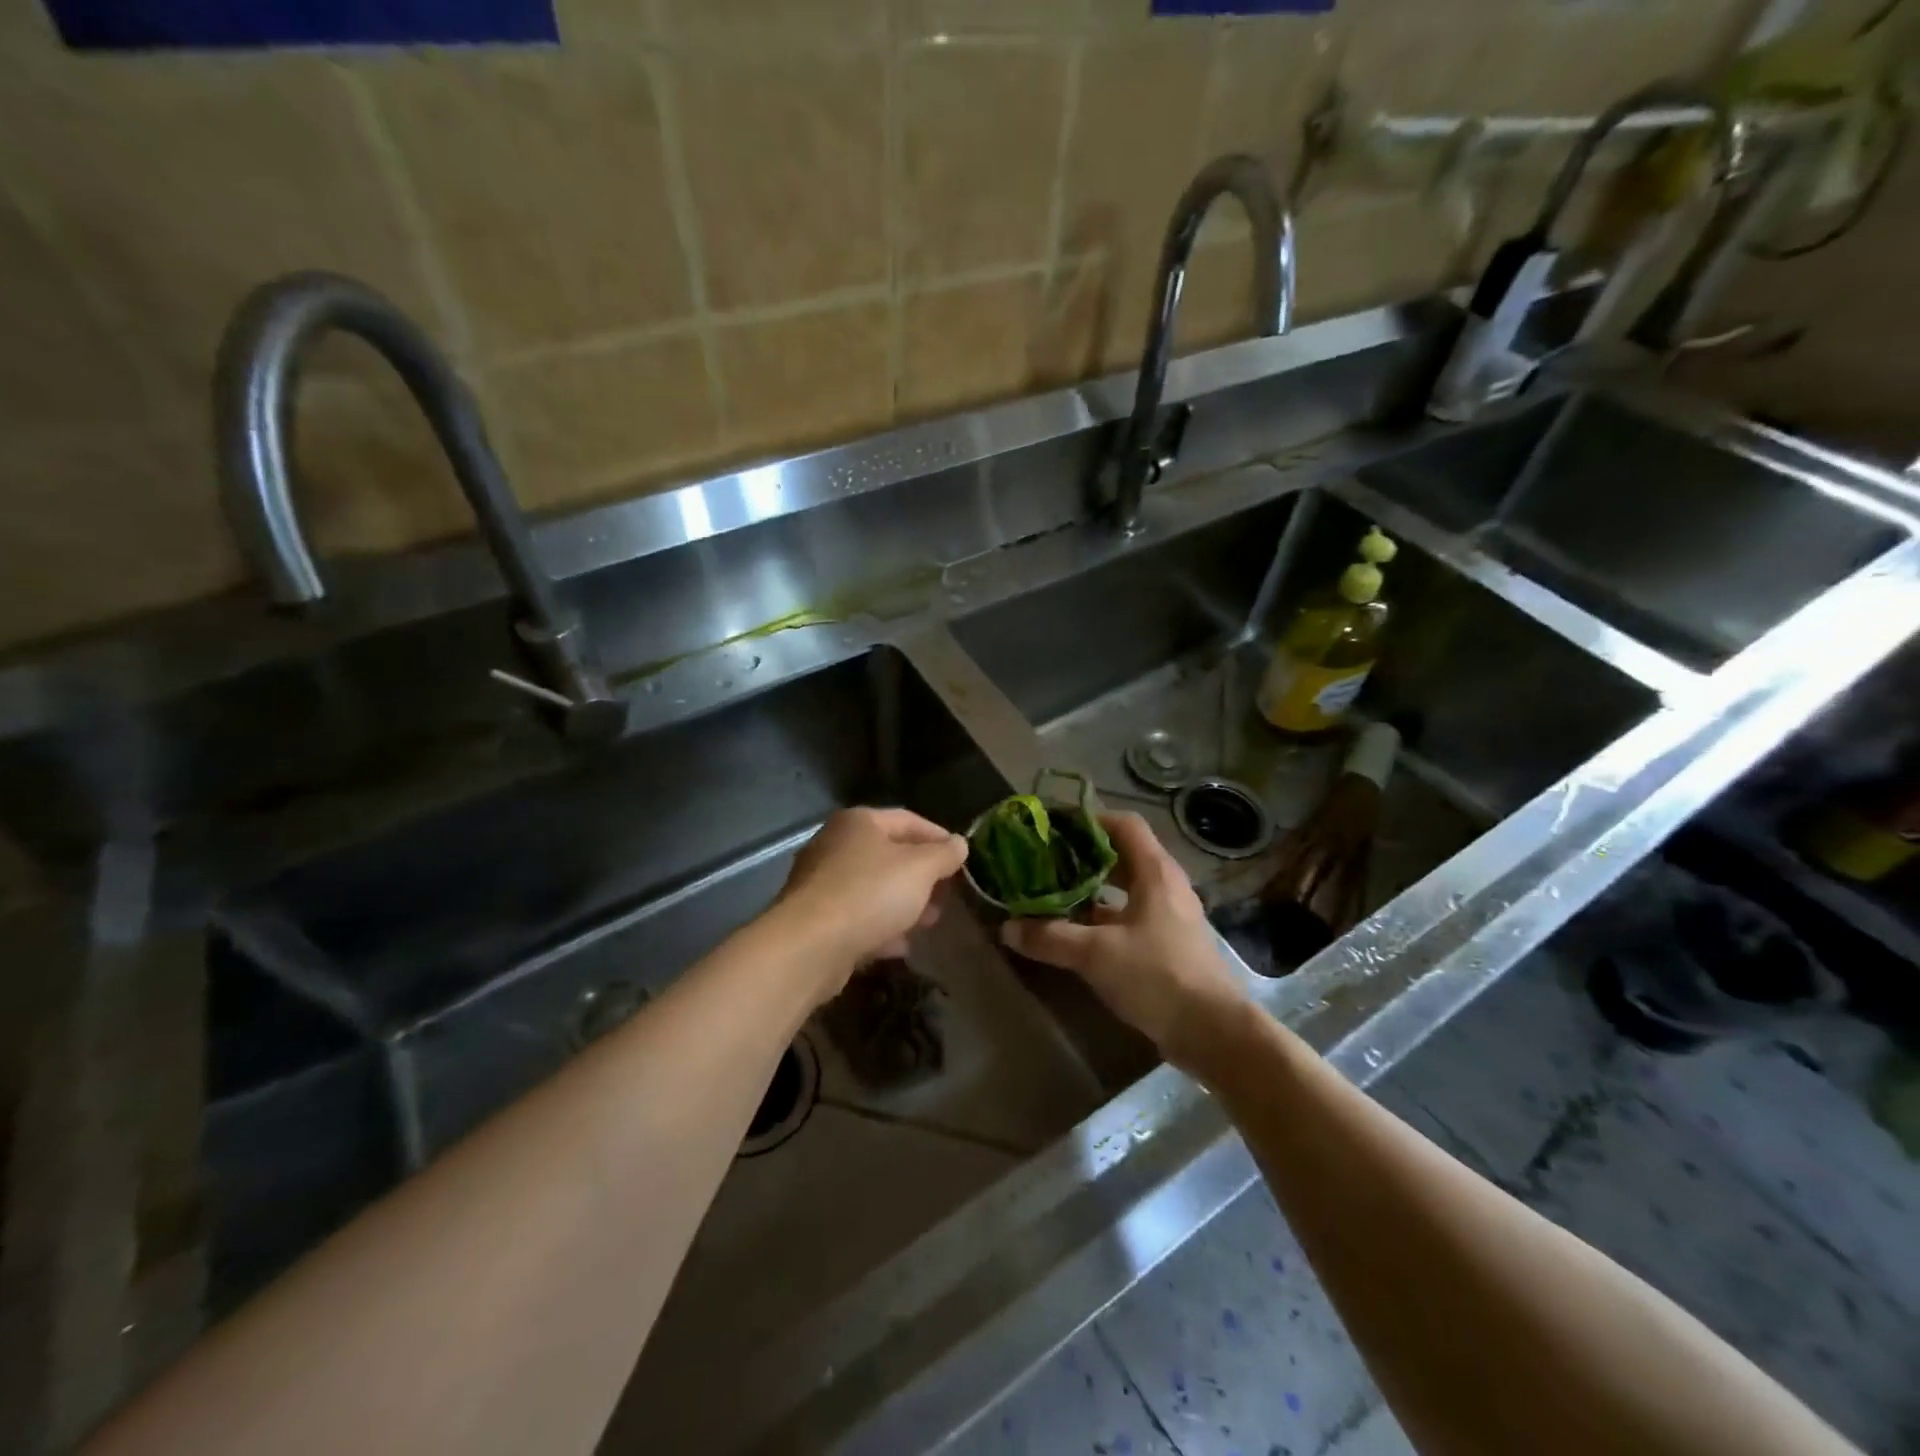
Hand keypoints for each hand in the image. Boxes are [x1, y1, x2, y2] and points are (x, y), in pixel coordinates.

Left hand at [774, 807, 969, 998]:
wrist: (810, 945)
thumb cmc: (870, 893)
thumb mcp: (920, 869)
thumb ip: (944, 854)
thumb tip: (959, 844)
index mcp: (859, 822)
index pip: (908, 820)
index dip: (938, 837)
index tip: (961, 859)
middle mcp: (835, 844)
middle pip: (890, 855)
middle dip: (923, 877)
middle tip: (946, 896)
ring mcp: (821, 882)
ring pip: (874, 888)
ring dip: (904, 905)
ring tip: (928, 923)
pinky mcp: (815, 918)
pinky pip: (857, 916)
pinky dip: (880, 927)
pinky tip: (899, 946)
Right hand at [1002, 813, 1250, 1070]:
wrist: (1213, 1033)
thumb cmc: (1158, 977)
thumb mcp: (1096, 954)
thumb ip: (1050, 937)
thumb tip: (1007, 928)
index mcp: (1155, 873)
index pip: (1124, 824)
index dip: (1089, 820)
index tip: (1054, 827)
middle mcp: (1165, 886)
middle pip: (1122, 855)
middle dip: (1083, 855)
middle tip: (1046, 860)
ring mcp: (1170, 916)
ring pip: (1125, 889)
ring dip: (1091, 889)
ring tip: (1053, 893)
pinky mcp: (1168, 945)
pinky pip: (1130, 917)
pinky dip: (1102, 918)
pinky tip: (1076, 932)